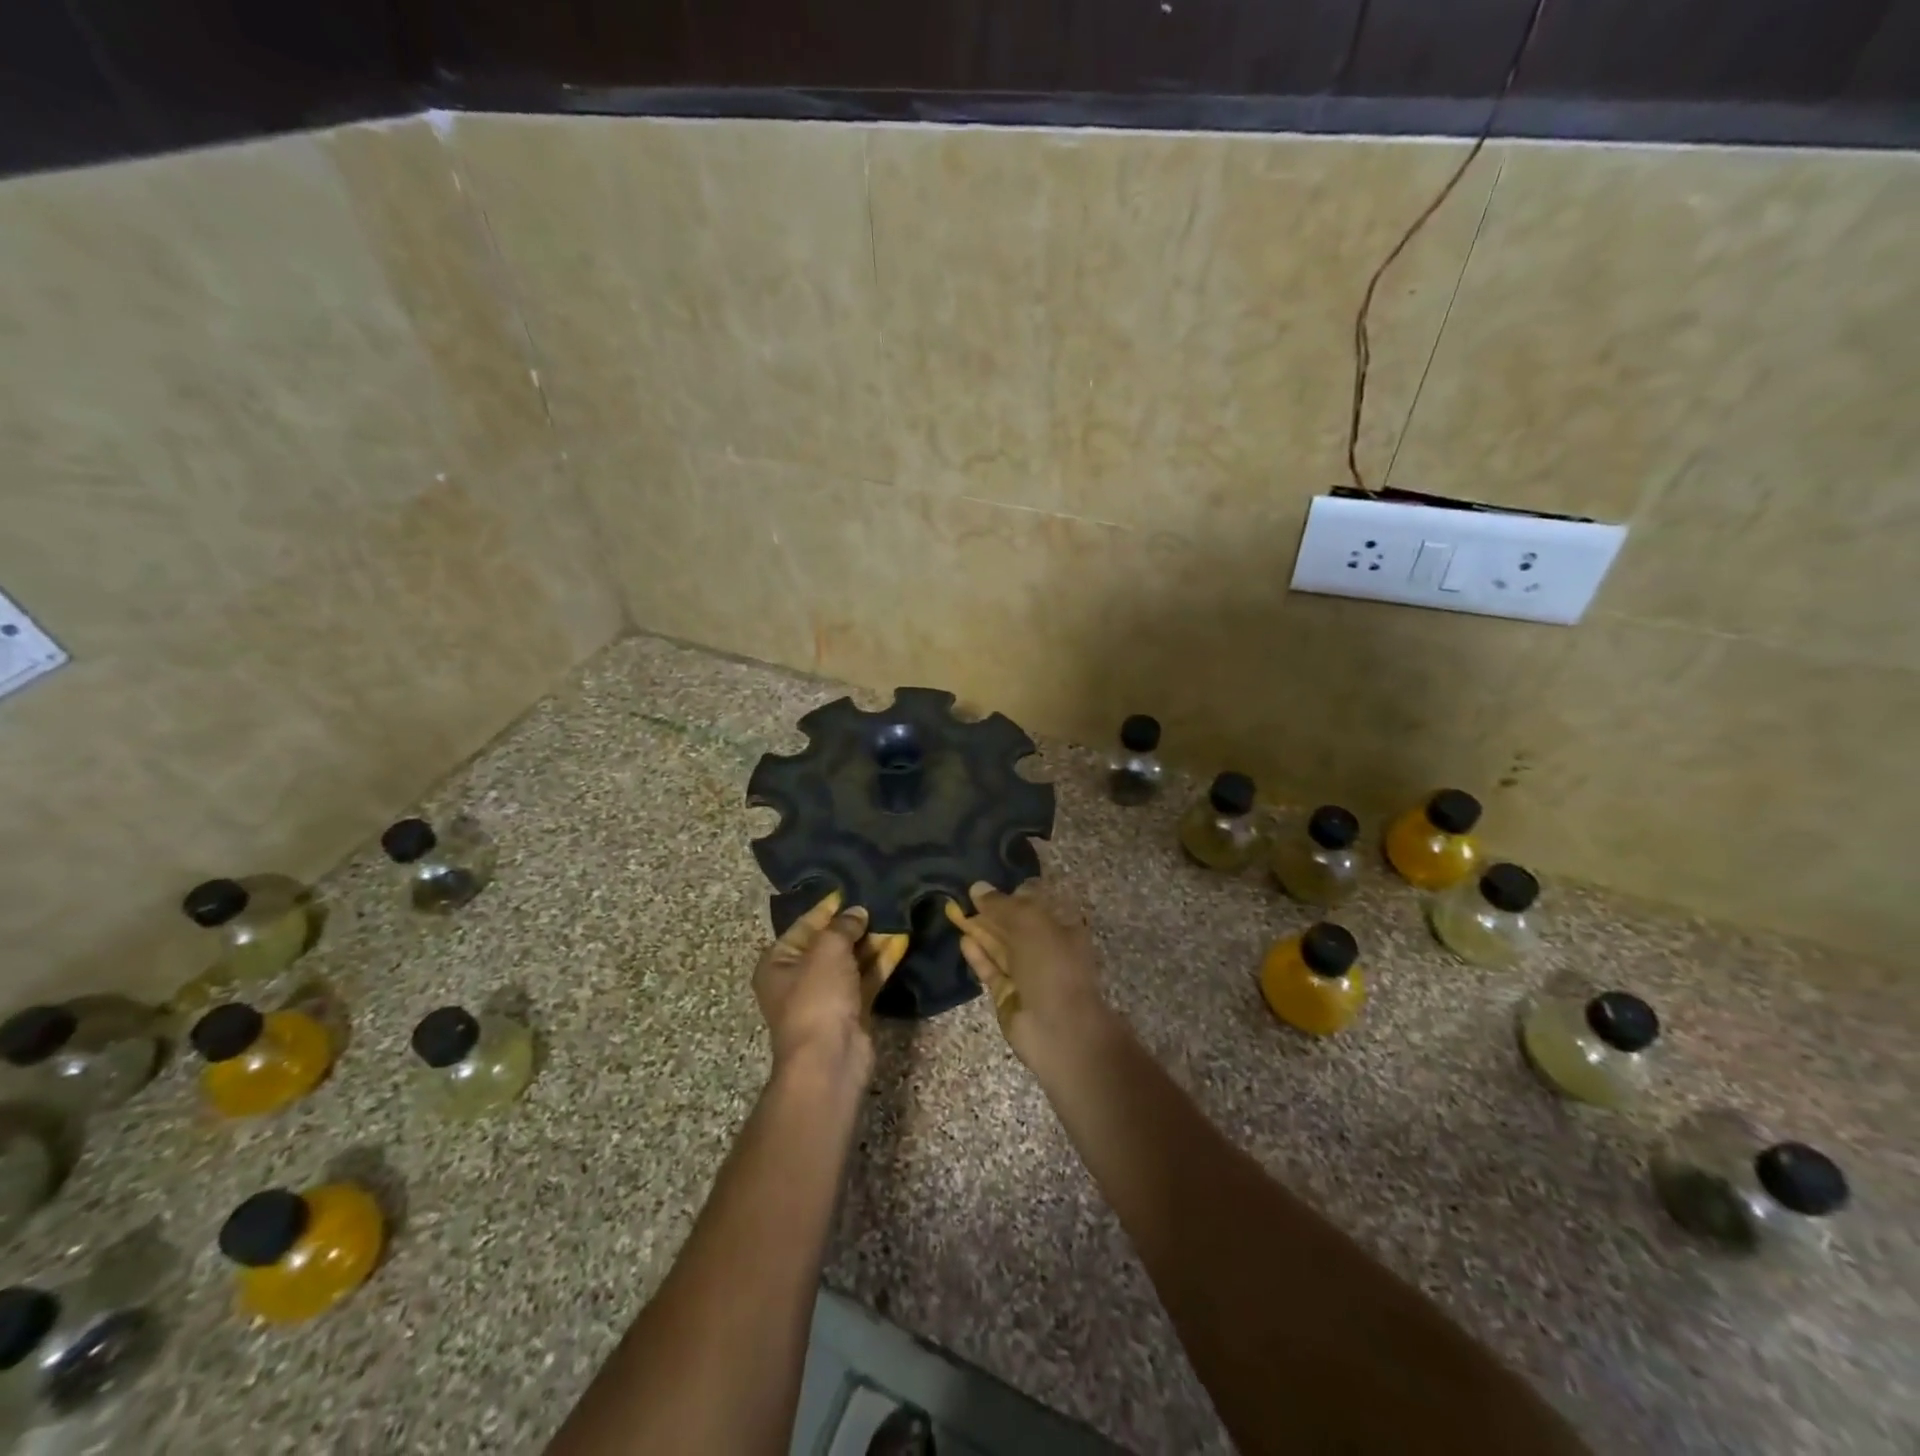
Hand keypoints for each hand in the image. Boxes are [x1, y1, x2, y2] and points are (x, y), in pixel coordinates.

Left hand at [754, 891, 907, 1079]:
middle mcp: (800, 977)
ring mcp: (827, 996)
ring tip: (897, 914)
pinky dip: (882, 961)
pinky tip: (903, 940)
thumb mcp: (827, 950)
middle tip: (882, 899)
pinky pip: (868, 978)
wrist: (829, 1059)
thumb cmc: (817, 997)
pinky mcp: (852, 1010)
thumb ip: (842, 926)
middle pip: (830, 942)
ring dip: (873, 940)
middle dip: (855, 924)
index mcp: (779, 962)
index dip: (828, 907)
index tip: (851, 888)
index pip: (805, 924)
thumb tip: (857, 912)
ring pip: (852, 960)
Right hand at [945, 881, 1109, 1071]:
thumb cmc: (1052, 965)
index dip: (1011, 893)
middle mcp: (1046, 948)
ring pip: (1000, 947)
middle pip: (1014, 925)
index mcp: (1063, 927)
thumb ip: (1001, 904)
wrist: (1060, 1030)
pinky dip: (978, 956)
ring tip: (955, 913)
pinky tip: (963, 940)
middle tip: (962, 896)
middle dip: (991, 912)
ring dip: (980, 931)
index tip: (986, 885)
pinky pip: (992, 970)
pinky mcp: (1009, 996)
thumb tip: (977, 887)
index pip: (1035, 904)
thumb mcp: (1030, 923)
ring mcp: (1028, 974)